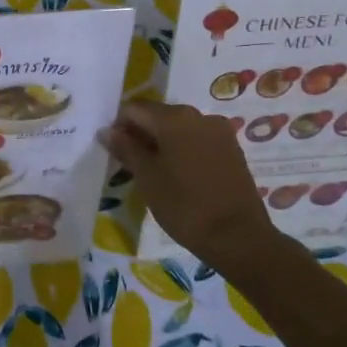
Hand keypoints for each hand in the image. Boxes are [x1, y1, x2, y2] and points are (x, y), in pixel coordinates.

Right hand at [99, 100, 276, 267]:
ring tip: (155, 172)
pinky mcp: (232, 148)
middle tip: (131, 164)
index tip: (114, 151)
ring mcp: (219, 131)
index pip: (134, 108)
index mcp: (173, 117)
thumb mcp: (147, 178)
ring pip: (179, 128)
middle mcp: (198, 115)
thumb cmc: (184, 205)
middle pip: (158, 115)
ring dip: (162, 143)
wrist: (239, 237)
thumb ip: (126, 149)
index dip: (119, 126)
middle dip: (141, 134)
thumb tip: (107, 131)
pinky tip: (179, 175)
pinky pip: (197, 140)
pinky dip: (182, 150)